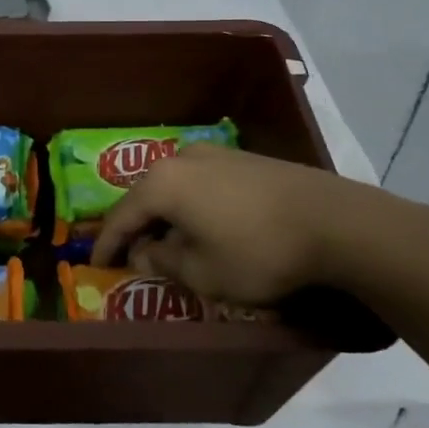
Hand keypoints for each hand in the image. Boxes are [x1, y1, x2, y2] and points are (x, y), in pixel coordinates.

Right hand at [89, 144, 428, 305]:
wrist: (333, 222)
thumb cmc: (257, 251)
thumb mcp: (202, 272)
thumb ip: (163, 261)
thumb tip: (144, 252)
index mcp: (163, 183)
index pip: (121, 216)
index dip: (106, 244)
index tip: (95, 264)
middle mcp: (182, 159)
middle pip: (146, 197)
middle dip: (136, 228)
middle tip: (129, 255)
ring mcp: (215, 155)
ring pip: (174, 188)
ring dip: (166, 217)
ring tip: (166, 244)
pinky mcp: (242, 160)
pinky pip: (200, 184)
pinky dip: (191, 207)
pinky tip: (202, 227)